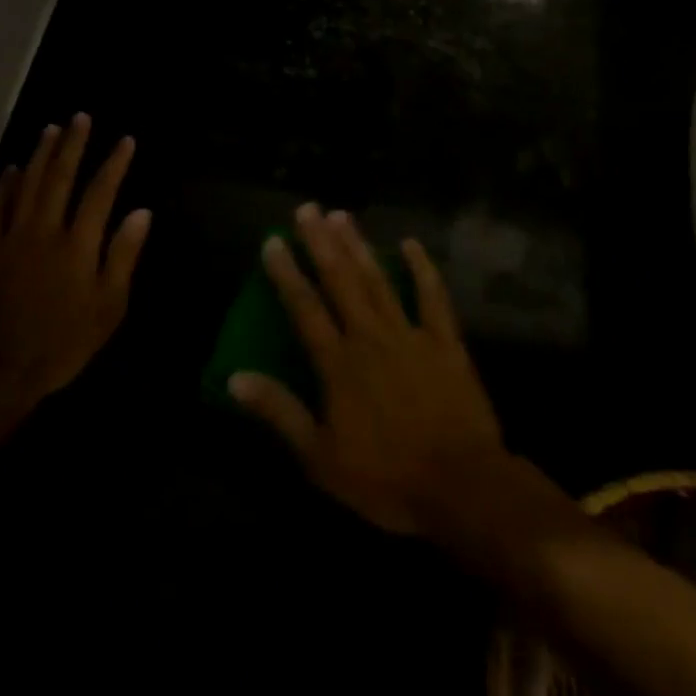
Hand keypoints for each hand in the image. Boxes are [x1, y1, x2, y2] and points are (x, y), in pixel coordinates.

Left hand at [0, 115, 150, 456]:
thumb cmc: (63, 342)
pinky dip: (5, 185)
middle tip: (81, 118)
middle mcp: (44, 230)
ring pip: (27, 184)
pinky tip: (11, 169)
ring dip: (40, 154)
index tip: (125, 140)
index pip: (100, 191)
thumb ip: (123, 255)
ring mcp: (12, 237)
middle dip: (73, 145)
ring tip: (51, 129)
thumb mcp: (108, 306)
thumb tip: (141, 212)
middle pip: (60, 177)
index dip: (114, 163)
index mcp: (78, 244)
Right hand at [229, 205, 505, 535]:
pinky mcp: (446, 342)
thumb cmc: (386, 478)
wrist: (461, 486)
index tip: (272, 241)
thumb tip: (235, 378)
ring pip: (379, 280)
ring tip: (342, 215)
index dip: (286, 273)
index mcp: (339, 364)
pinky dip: (422, 269)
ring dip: (359, 246)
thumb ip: (279, 412)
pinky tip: (411, 244)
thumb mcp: (320, 457)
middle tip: (306, 208)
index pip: (305, 308)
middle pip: (340, 281)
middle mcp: (370, 337)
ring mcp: (411, 335)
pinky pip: (433, 297)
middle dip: (321, 243)